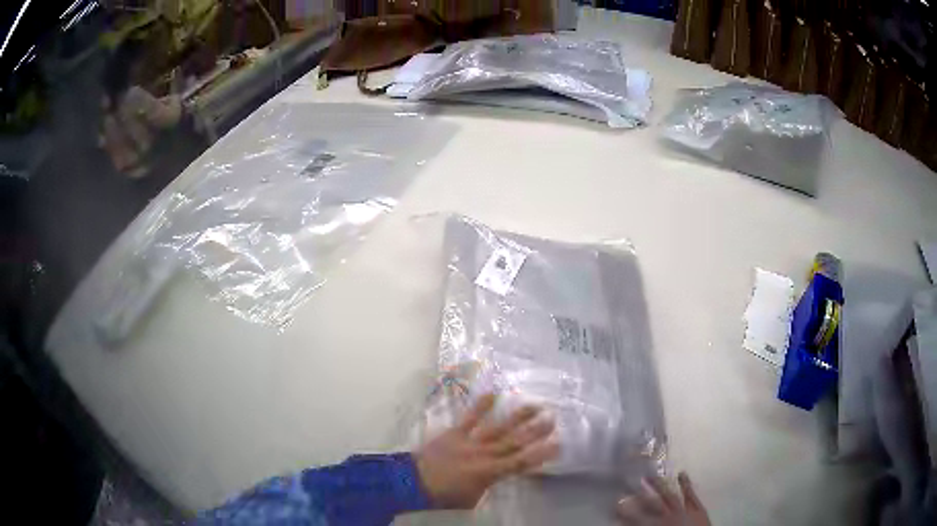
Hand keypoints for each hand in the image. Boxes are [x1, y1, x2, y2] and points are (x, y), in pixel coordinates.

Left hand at [414, 393, 558, 508]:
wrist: (414, 482)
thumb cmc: (445, 495)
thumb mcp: (473, 498)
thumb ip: (489, 484)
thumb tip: (497, 474)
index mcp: (490, 473)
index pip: (521, 463)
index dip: (541, 454)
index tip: (558, 444)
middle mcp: (484, 454)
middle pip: (514, 441)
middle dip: (535, 430)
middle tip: (553, 418)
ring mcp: (470, 441)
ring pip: (498, 427)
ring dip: (517, 417)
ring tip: (534, 405)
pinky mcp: (455, 433)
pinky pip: (470, 418)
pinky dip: (481, 406)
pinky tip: (494, 393)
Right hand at [617, 473, 710, 525]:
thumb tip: (626, 523)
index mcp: (655, 525)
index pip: (636, 517)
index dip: (625, 511)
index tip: (616, 503)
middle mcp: (667, 515)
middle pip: (651, 503)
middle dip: (640, 494)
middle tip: (629, 484)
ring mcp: (684, 510)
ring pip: (669, 495)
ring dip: (659, 486)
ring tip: (649, 475)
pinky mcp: (698, 508)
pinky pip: (690, 494)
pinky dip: (686, 484)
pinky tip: (682, 473)